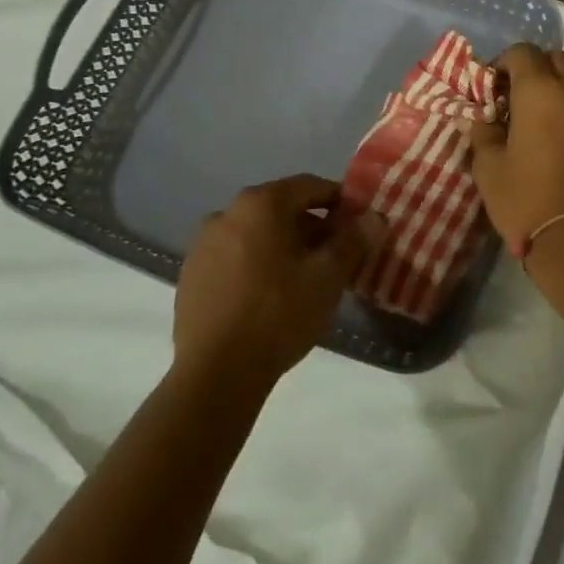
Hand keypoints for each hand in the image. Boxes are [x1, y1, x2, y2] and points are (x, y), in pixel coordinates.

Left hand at [174, 176, 384, 388]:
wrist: (214, 376)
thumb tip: (373, 217)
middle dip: (312, 228)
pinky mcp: (190, 277)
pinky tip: (270, 298)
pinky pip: (234, 259)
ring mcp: (203, 245)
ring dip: (283, 248)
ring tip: (305, 280)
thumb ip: (353, 240)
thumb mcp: (328, 276)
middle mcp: (227, 213)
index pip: (310, 186)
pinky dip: (256, 266)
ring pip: (256, 235)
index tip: (358, 224)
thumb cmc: (278, 314)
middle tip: (336, 257)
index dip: (339, 202)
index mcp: (261, 203)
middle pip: (282, 210)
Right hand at [471, 47, 563, 256]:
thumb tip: (485, 119)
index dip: (506, 63)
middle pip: (559, 57)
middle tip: (532, 98)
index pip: (521, 53)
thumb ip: (484, 135)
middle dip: (541, 70)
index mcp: (537, 91)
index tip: (499, 85)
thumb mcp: (488, 170)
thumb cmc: (527, 203)